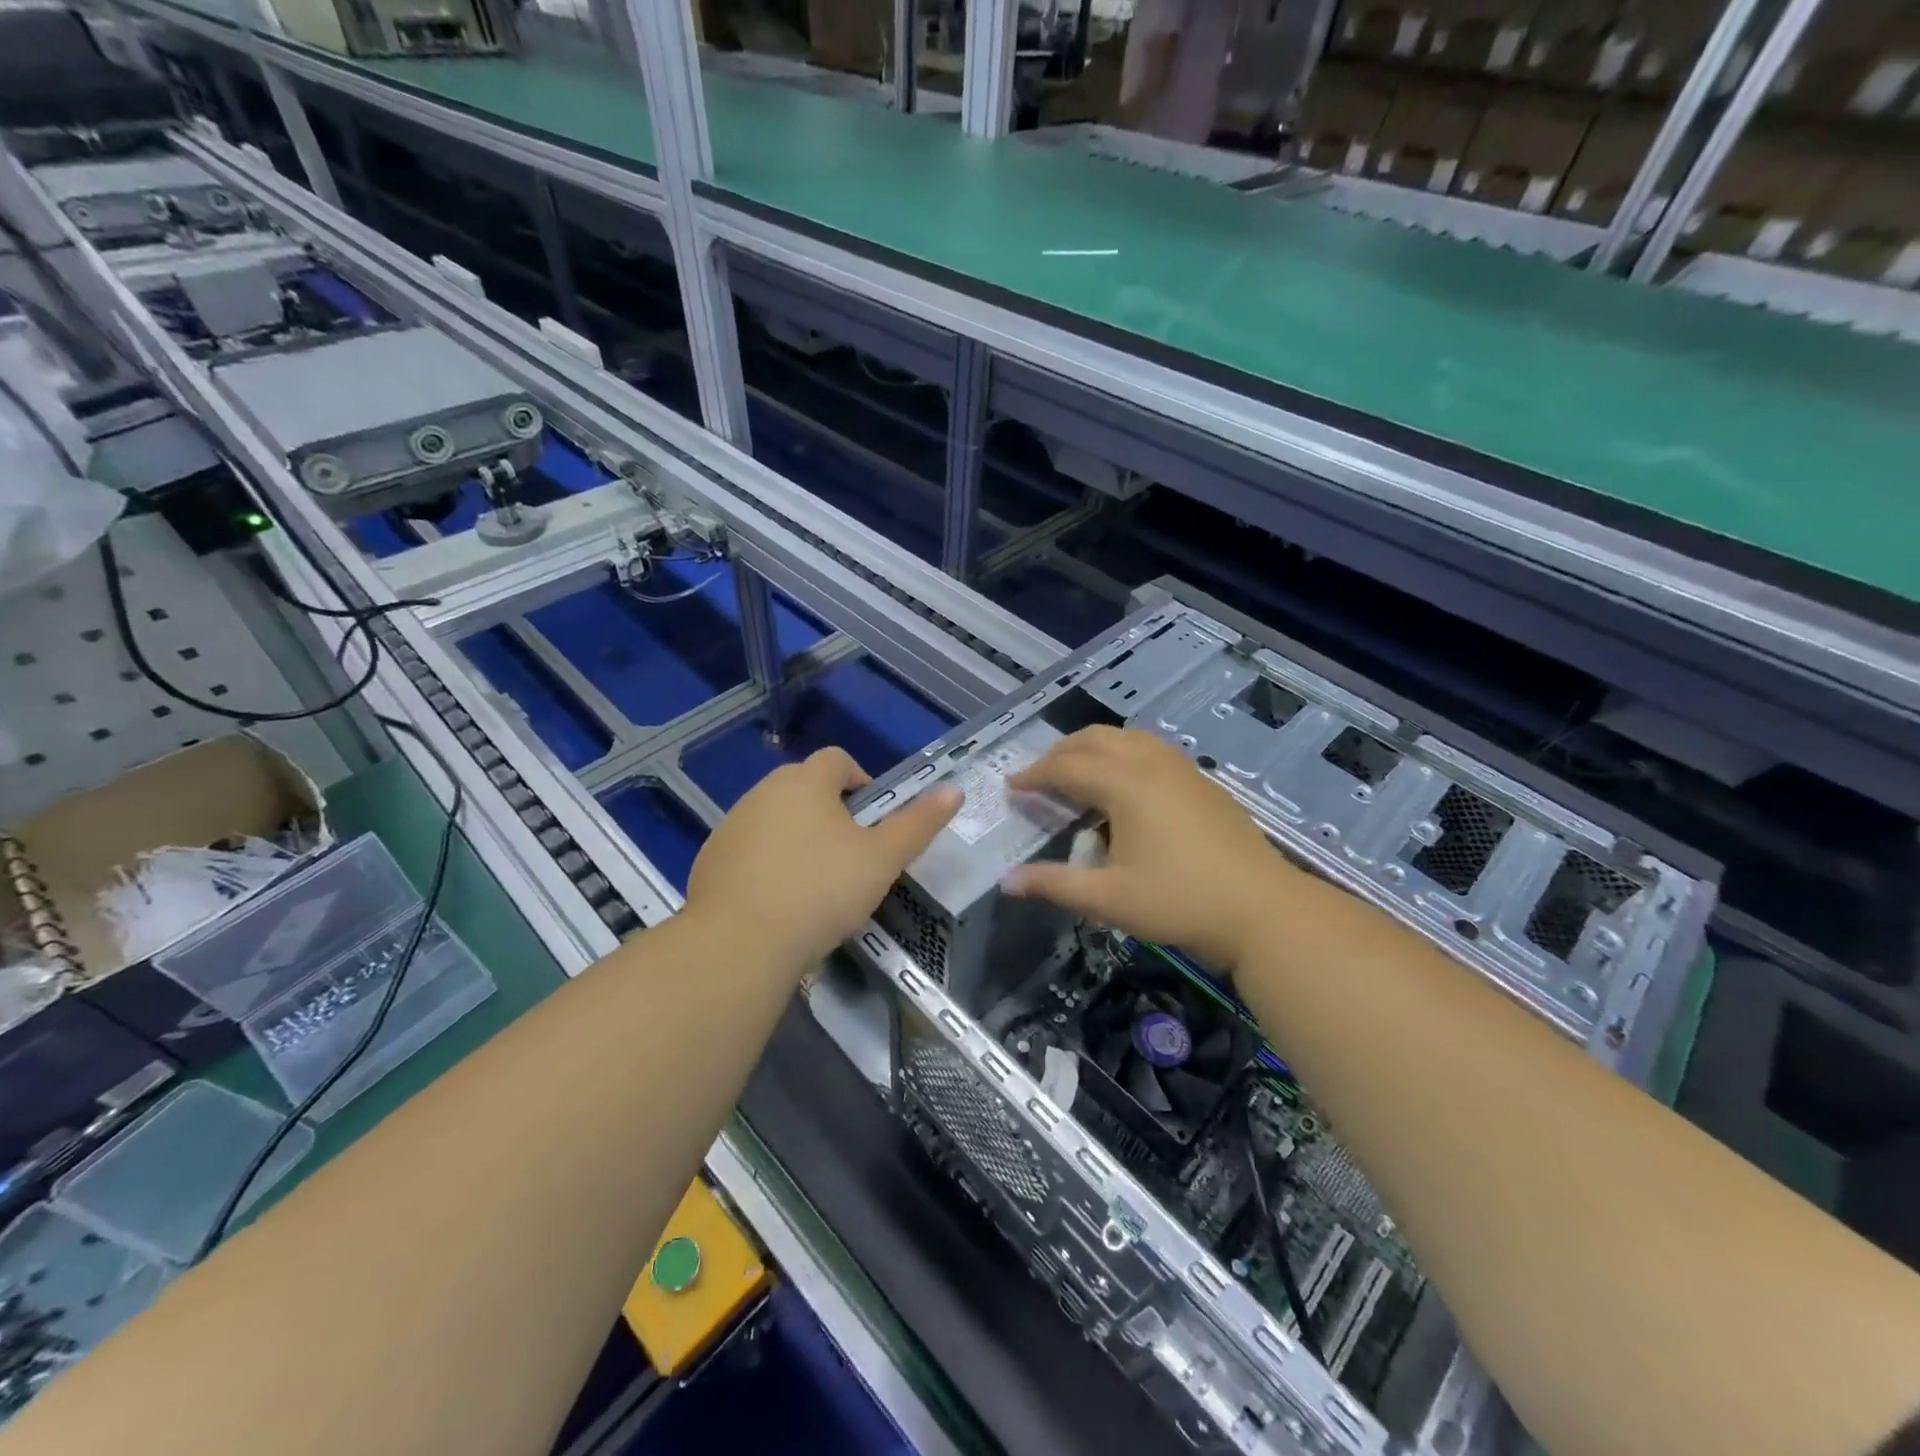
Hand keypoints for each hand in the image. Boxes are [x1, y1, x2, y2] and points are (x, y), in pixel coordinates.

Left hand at [684, 747, 960, 974]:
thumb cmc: (820, 891)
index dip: (862, 781)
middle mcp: (763, 792)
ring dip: (799, 838)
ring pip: (777, 819)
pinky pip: (751, 850)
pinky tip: (780, 903)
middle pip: (806, 788)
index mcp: (805, 782)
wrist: (739, 944)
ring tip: (817, 885)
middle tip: (852, 857)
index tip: (874, 820)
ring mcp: (732, 826)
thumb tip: (954, 790)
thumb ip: (918, 823)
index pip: (838, 759)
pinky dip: (769, 864)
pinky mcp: (711, 860)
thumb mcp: (882, 860)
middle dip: (832, 813)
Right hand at [1004, 727, 1289, 972]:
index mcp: (1125, 784)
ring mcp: (1182, 769)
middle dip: (1060, 753)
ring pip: (1127, 738)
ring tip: (1078, 775)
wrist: (1264, 910)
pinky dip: (1123, 755)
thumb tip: (1005, 881)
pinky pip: (1151, 749)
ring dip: (1094, 748)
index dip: (1034, 776)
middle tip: (1039, 778)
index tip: (1011, 788)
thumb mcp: (1108, 899)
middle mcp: (1151, 763)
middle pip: (1095, 739)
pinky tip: (1126, 787)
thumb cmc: (1180, 902)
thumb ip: (1053, 884)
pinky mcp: (1202, 782)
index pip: (1066, 768)